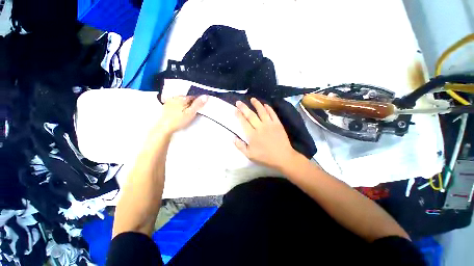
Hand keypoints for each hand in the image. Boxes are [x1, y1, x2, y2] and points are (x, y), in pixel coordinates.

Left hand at [157, 95, 207, 133]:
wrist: (165, 127)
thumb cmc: (178, 120)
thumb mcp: (191, 113)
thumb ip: (198, 104)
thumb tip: (205, 96)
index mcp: (182, 97)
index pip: (194, 95)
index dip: (198, 101)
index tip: (199, 107)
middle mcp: (176, 97)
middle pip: (187, 97)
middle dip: (192, 102)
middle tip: (193, 112)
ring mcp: (170, 100)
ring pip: (182, 100)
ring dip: (186, 104)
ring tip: (186, 113)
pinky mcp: (167, 105)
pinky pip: (176, 103)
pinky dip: (180, 106)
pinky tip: (180, 112)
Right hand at [234, 98, 297, 169]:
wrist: (283, 157)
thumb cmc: (265, 157)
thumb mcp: (250, 155)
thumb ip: (240, 146)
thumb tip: (233, 138)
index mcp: (252, 135)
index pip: (243, 122)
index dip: (238, 115)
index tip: (235, 109)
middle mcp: (260, 127)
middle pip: (250, 115)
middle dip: (244, 108)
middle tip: (239, 102)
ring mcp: (270, 124)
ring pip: (262, 111)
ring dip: (256, 104)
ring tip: (252, 99)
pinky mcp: (278, 124)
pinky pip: (272, 114)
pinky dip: (268, 108)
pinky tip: (265, 104)